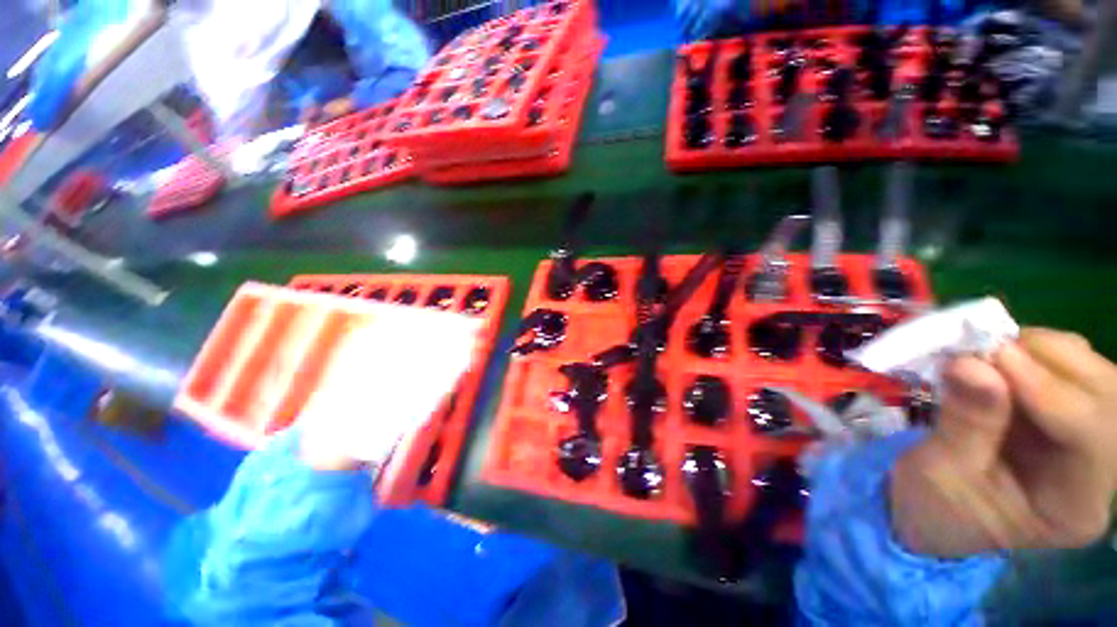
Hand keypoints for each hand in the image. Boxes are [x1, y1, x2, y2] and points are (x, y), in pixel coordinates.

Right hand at [890, 328, 1116, 557]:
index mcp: (1074, 507)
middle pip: (1106, 397)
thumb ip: (964, 425)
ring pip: (1094, 374)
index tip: (993, 354)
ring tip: (987, 351)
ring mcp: (1090, 441)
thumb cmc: (934, 505)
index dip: (1048, 389)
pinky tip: (1000, 359)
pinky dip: (1035, 353)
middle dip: (1050, 360)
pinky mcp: (1069, 415)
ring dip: (1042, 351)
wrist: (934, 509)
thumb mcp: (940, 474)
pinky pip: (1072, 369)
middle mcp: (1100, 472)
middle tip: (987, 344)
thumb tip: (971, 365)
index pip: (1091, 437)